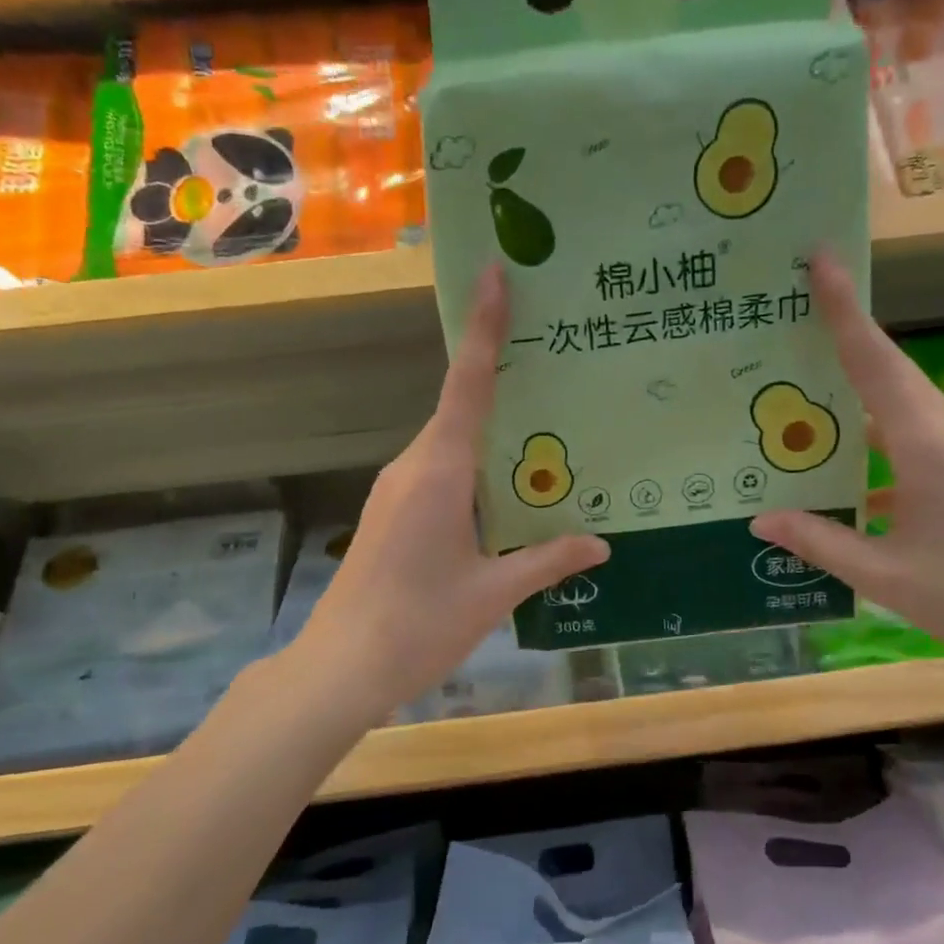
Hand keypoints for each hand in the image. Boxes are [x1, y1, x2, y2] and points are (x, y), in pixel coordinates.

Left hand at [292, 265, 608, 718]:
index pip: (468, 386)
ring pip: (452, 444)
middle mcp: (413, 467)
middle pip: (462, 408)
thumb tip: (602, 544)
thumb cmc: (419, 626)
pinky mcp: (392, 512)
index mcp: (440, 473)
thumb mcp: (494, 594)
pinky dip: (475, 467)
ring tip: (547, 430)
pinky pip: (441, 472)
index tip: (493, 274)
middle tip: (557, 359)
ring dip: (493, 433)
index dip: (485, 329)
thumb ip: (548, 561)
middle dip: (504, 380)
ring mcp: (397, 489)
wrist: (341, 668)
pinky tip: (509, 492)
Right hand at [749, 253, 943, 669]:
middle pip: (885, 371)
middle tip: (784, 329)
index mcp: (926, 444)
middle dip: (839, 341)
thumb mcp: (885, 576)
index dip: (844, 309)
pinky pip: (912, 434)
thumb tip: (761, 519)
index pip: (875, 361)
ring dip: (853, 397)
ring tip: (799, 400)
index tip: (820, 261)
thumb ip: (820, 542)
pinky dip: (873, 438)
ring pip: (898, 404)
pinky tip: (842, 468)